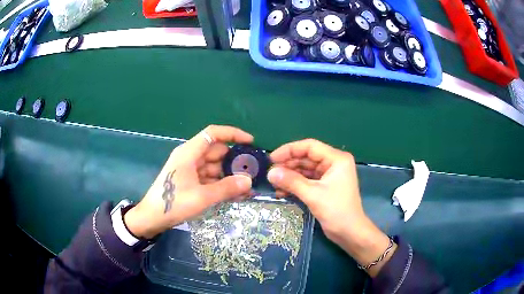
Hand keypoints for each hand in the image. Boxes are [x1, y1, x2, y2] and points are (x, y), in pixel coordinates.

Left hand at [124, 125, 253, 238]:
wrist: (152, 217)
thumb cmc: (173, 203)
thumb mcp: (201, 197)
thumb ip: (226, 188)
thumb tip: (249, 181)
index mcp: (189, 153)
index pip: (213, 134)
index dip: (233, 134)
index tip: (250, 142)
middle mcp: (190, 157)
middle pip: (217, 152)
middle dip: (235, 161)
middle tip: (253, 172)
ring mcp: (190, 169)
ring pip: (215, 167)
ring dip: (230, 176)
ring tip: (248, 188)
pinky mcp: (190, 180)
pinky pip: (210, 178)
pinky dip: (221, 184)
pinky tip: (235, 194)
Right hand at [267, 139, 395, 275]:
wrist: (350, 233)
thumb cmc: (336, 211)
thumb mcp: (313, 195)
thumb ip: (291, 181)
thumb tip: (270, 173)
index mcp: (336, 159)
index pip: (309, 146)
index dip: (289, 150)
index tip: (272, 158)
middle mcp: (333, 163)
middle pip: (306, 158)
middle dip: (288, 165)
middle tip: (271, 173)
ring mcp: (329, 175)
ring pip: (305, 170)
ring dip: (290, 176)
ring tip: (274, 183)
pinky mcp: (325, 187)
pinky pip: (307, 181)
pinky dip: (295, 185)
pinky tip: (282, 192)